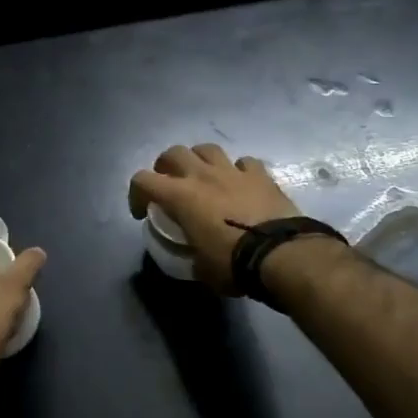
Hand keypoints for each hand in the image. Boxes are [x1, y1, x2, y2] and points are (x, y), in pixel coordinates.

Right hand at [128, 143, 302, 291]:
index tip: (142, 212)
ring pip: (207, 149)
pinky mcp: (260, 175)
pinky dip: (238, 170)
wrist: (281, 254)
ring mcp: (233, 171)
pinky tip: (241, 183)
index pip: (142, 180)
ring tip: (203, 176)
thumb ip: (192, 255)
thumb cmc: (233, 263)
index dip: (136, 194)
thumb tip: (195, 259)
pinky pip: (244, 162)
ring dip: (199, 160)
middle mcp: (202, 175)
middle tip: (170, 184)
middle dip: (166, 166)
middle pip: (173, 152)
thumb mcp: (202, 268)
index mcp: (180, 196)